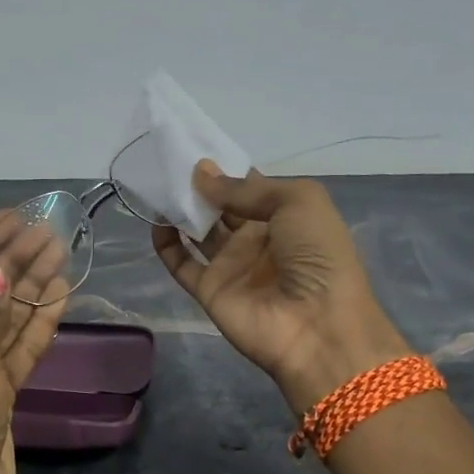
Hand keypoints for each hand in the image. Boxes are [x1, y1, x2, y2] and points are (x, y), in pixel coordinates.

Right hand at [152, 162, 410, 413]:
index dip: (225, 168)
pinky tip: (155, 221)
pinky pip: (181, 264)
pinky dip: (165, 244)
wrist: (317, 327)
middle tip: (168, 160)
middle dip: (198, 185)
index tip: (194, 146)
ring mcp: (231, 265)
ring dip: (179, 209)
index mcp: (285, 215)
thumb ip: (246, 188)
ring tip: (157, 183)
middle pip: (220, 206)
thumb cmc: (318, 255)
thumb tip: (201, 174)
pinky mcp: (209, 290)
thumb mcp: (298, 201)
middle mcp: (256, 238)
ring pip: (198, 231)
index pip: (249, 186)